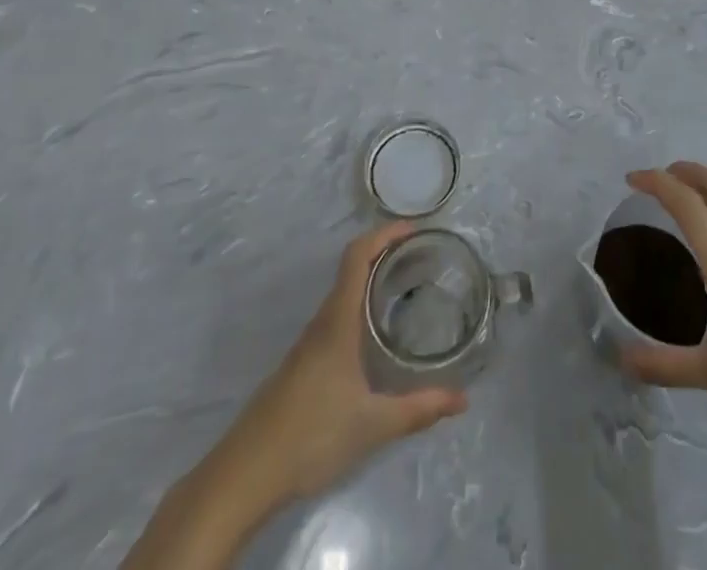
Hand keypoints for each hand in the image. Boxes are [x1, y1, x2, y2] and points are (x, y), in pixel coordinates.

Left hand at [222, 221, 468, 510]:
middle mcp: (322, 323)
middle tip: (420, 259)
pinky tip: (374, 338)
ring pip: (342, 296)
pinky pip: (334, 320)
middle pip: (351, 270)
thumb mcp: (373, 425)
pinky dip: (359, 309)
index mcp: (337, 321)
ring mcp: (307, 345)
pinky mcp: (300, 366)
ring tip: (404, 290)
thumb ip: (418, 410)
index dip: (383, 234)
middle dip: (384, 255)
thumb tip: (462, 400)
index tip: (413, 229)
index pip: (357, 256)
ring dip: (370, 282)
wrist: (244, 476)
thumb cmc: (310, 436)